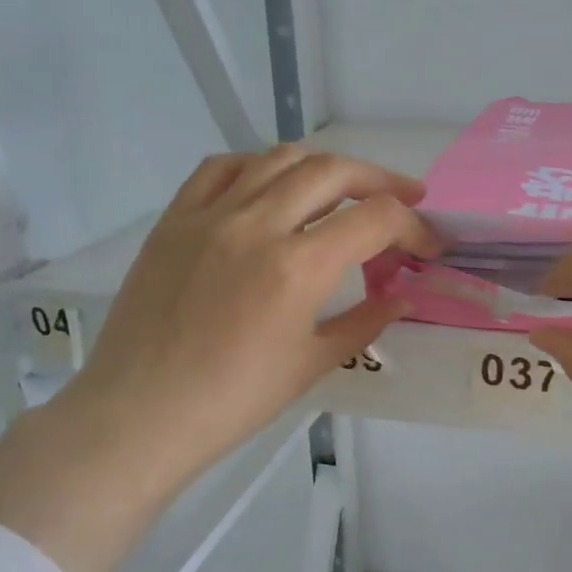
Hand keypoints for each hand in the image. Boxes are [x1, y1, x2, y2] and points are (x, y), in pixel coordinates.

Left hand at [0, 144, 437, 571]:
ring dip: (325, 166)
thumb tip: (402, 297)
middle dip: (380, 180)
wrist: (142, 412)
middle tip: (404, 197)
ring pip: (279, 158)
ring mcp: (210, 215)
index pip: (375, 219)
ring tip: (345, 186)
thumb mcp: (312, 364)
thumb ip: (365, 322)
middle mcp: (257, 224)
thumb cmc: (234, 401)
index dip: (413, 227)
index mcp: (298, 267)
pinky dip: (260, 165)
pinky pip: (222, 167)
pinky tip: (273, 184)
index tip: (428, 245)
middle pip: (332, 172)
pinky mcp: (175, 218)